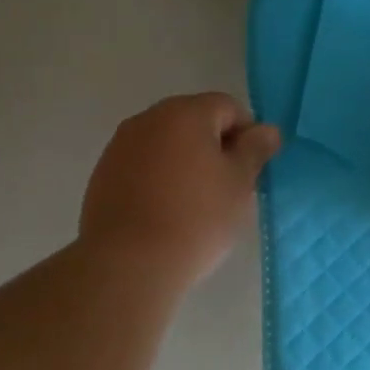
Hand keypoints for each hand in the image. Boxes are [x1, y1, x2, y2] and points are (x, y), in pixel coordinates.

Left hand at [80, 92, 280, 285]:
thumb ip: (254, 150)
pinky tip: (163, 212)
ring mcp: (119, 146)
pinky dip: (157, 179)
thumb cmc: (196, 218)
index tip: (251, 170)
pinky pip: (140, 166)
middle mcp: (147, 119)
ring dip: (184, 162)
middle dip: (214, 146)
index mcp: (185, 113)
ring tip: (194, 204)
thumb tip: (267, 130)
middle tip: (227, 188)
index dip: (247, 134)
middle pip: (192, 121)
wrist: (129, 262)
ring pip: (164, 144)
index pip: (227, 107)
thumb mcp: (239, 184)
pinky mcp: (102, 174)